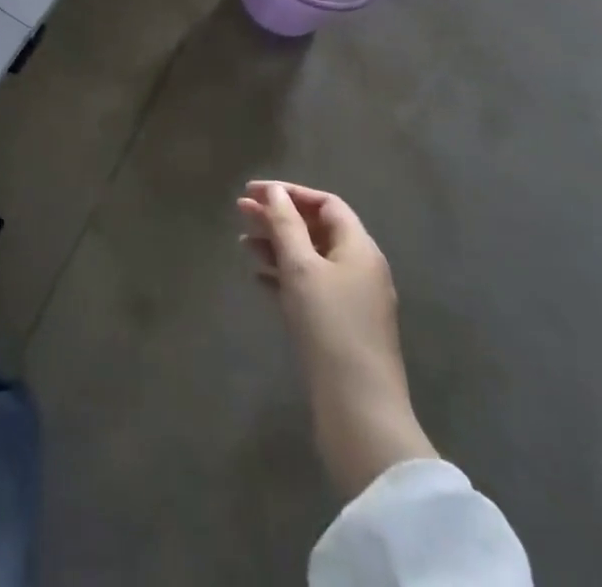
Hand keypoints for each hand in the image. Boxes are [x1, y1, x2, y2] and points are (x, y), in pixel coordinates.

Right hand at [238, 180, 437, 500]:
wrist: (359, 411)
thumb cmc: (329, 327)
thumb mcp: (301, 268)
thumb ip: (286, 225)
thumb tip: (275, 192)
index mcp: (359, 248)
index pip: (325, 203)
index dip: (289, 192)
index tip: (252, 192)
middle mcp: (361, 268)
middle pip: (316, 229)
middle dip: (278, 217)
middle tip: (240, 211)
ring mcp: (353, 300)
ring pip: (311, 259)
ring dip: (277, 246)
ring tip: (242, 243)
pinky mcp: (343, 327)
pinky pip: (311, 287)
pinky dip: (284, 276)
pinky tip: (259, 280)